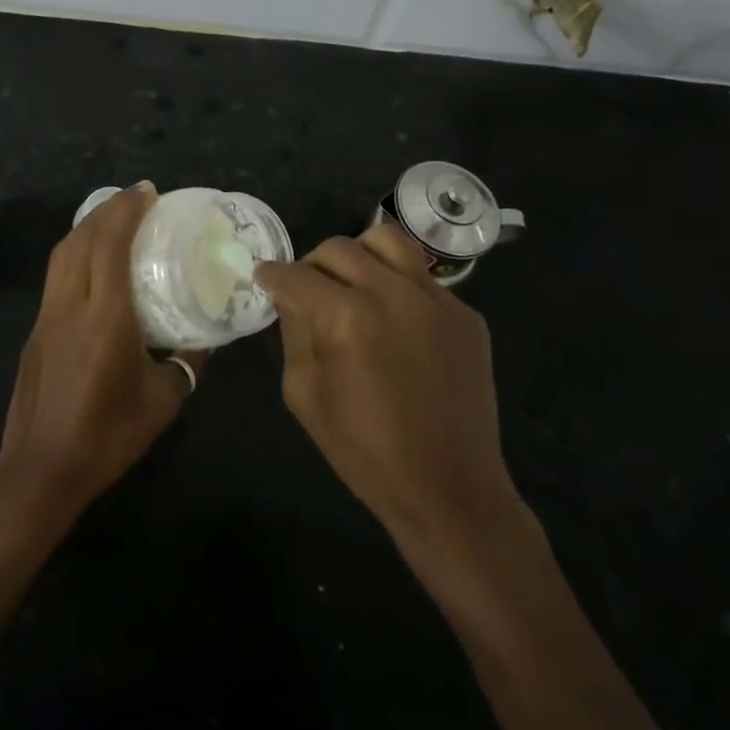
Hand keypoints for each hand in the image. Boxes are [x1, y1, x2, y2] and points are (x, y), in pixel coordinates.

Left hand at [0, 183, 202, 518]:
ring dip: (87, 226)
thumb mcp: (164, 400)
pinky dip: (75, 251)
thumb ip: (188, 362)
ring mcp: (47, 316)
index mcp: (105, 316)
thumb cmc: (107, 435)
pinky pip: (56, 275)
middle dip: (108, 209)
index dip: (127, 210)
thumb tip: (207, 337)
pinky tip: (92, 262)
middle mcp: (70, 305)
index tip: (148, 192)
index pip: (110, 244)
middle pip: (82, 238)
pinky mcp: (35, 331)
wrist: (41, 471)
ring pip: (62, 253)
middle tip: (136, 198)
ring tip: (114, 219)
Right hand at [257, 225, 523, 557]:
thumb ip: (294, 333)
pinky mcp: (465, 313)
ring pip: (385, 240)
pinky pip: (421, 277)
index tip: (264, 279)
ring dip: (358, 255)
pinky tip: (395, 321)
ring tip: (352, 283)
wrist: (450, 490)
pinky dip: (397, 285)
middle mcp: (392, 293)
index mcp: (346, 317)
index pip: (295, 275)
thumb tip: (292, 297)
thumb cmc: (366, 453)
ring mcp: (436, 298)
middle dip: (311, 266)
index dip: (272, 275)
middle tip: (307, 291)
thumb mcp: (305, 396)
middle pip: (337, 248)